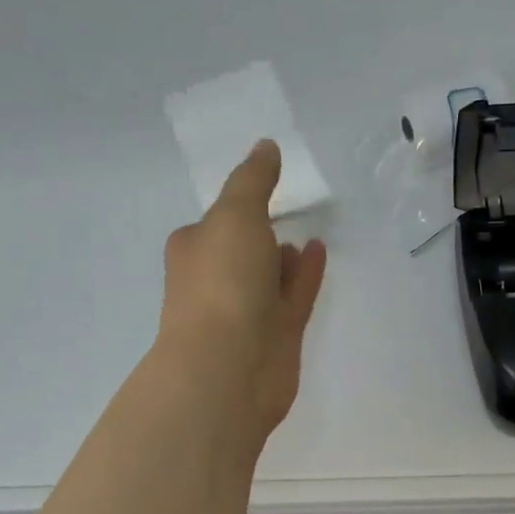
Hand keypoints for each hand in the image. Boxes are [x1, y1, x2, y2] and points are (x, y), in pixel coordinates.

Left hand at [157, 140, 327, 438]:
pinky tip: (320, 251)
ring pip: (269, 276)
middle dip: (259, 235)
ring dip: (284, 256)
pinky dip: (305, 274)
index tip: (259, 189)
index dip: (234, 207)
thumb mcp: (235, 214)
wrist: (228, 367)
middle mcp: (216, 280)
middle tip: (286, 212)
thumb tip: (265, 146)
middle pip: (241, 251)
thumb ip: (253, 180)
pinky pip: (294, 295)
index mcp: (194, 251)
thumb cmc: (222, 282)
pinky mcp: (277, 335)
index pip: (213, 223)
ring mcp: (247, 311)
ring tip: (308, 233)